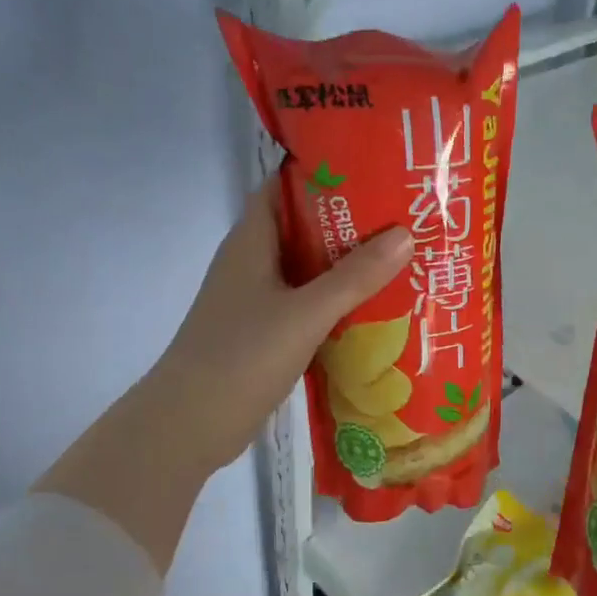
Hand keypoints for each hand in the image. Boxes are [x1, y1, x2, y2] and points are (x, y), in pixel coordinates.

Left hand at [155, 184, 412, 474]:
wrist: (191, 424)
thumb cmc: (241, 357)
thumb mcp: (305, 314)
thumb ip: (354, 277)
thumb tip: (405, 234)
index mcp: (252, 242)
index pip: (285, 188)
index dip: (326, 175)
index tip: (375, 171)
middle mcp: (253, 264)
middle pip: (305, 229)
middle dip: (350, 224)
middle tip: (404, 219)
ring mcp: (257, 300)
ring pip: (309, 271)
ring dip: (347, 267)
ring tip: (401, 260)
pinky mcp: (265, 333)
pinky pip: (308, 306)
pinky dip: (338, 304)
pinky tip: (375, 311)